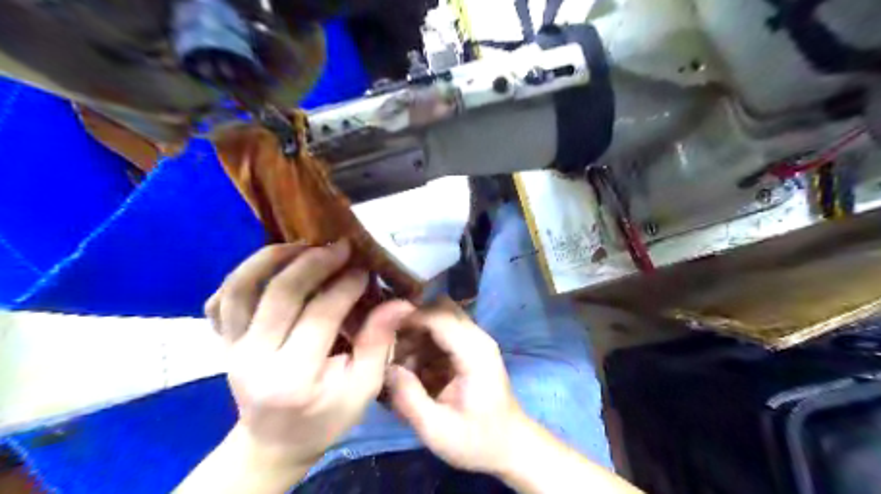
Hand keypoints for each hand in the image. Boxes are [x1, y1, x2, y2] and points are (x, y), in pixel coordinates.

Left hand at [205, 242, 414, 469]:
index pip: (321, 314)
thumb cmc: (325, 418)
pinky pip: (221, 299)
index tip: (365, 270)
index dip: (346, 286)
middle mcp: (254, 359)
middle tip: (341, 247)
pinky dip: (243, 276)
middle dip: (315, 261)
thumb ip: (378, 343)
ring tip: (305, 245)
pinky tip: (272, 267)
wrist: (274, 441)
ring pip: (241, 287)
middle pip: (280, 293)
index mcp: (294, 377)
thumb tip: (399, 302)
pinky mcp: (222, 342)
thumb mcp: (362, 389)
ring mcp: (231, 348)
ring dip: (273, 258)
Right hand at [387, 305, 525, 473]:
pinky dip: (425, 343)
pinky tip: (414, 369)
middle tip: (392, 349)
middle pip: (440, 307)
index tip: (382, 333)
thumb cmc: (476, 441)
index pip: (439, 316)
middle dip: (412, 322)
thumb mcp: (436, 430)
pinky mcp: (471, 348)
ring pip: (440, 316)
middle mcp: (477, 338)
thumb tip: (387, 368)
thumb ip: (409, 398)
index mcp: (474, 352)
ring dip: (417, 333)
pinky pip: (443, 331)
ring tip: (400, 364)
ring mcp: (476, 341)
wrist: (510, 446)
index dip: (409, 318)